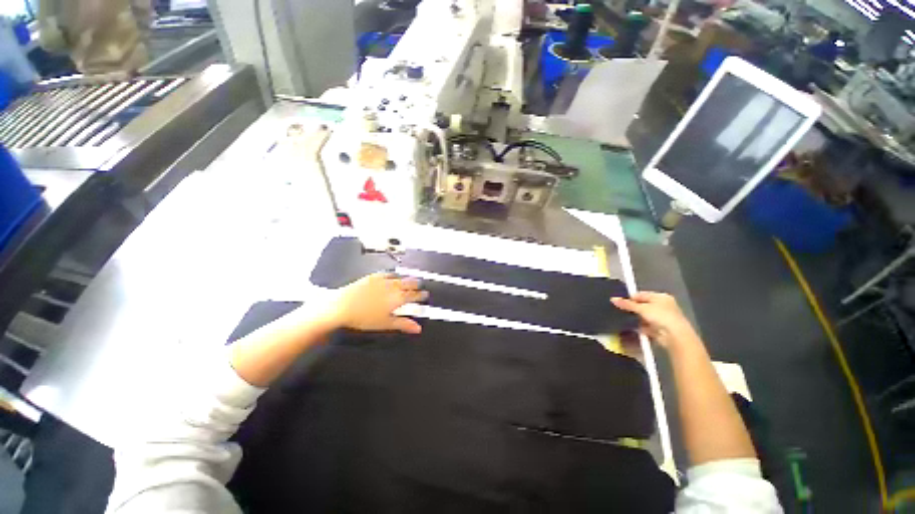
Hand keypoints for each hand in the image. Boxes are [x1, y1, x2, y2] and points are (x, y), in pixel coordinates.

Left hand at [322, 273, 428, 333]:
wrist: (342, 306)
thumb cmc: (364, 317)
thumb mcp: (385, 323)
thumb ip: (403, 324)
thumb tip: (418, 328)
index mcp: (398, 298)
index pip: (414, 295)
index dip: (421, 295)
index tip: (425, 295)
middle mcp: (393, 286)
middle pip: (409, 283)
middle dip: (417, 285)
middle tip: (421, 286)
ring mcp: (383, 280)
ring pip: (400, 277)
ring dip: (407, 279)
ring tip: (410, 280)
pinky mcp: (373, 277)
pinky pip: (387, 273)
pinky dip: (394, 275)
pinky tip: (392, 275)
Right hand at [611, 292, 698, 349]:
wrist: (674, 336)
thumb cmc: (661, 316)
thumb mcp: (641, 308)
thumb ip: (627, 304)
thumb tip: (612, 299)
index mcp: (661, 297)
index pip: (641, 294)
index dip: (629, 298)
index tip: (618, 302)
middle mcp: (662, 306)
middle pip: (642, 305)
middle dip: (631, 308)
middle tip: (618, 310)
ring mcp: (661, 318)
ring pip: (642, 316)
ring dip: (634, 317)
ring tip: (621, 318)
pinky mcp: (658, 328)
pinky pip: (644, 325)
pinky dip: (638, 325)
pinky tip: (629, 326)